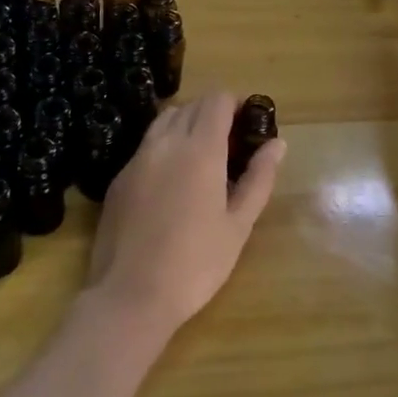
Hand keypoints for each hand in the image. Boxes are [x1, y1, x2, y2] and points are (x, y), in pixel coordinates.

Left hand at [86, 91, 284, 338]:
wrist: (130, 296)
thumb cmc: (195, 264)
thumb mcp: (238, 224)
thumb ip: (259, 177)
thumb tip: (277, 144)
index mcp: (200, 149)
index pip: (217, 100)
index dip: (236, 103)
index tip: (249, 122)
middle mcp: (166, 142)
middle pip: (192, 105)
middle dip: (214, 113)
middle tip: (231, 143)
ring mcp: (138, 158)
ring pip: (166, 119)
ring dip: (187, 123)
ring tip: (202, 156)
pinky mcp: (120, 177)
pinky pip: (147, 144)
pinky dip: (165, 145)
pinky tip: (172, 179)